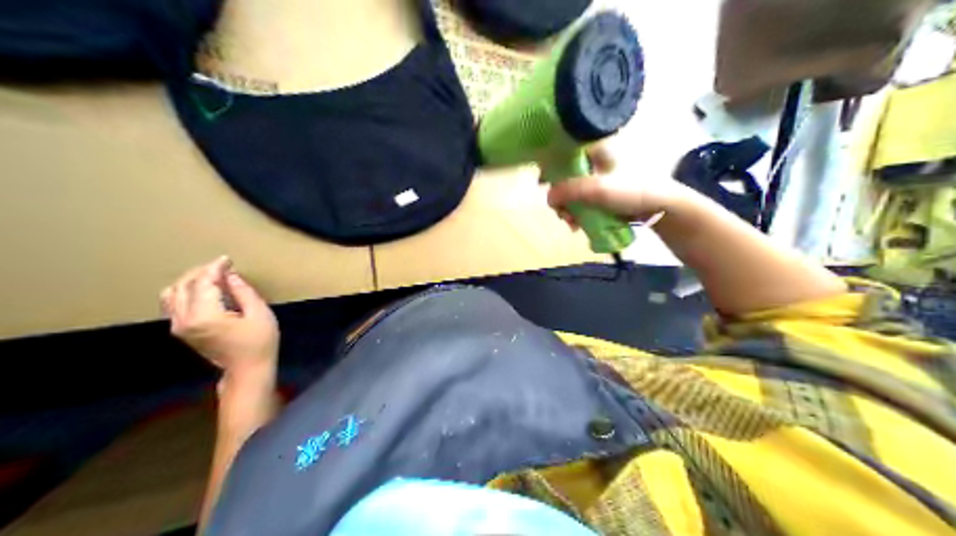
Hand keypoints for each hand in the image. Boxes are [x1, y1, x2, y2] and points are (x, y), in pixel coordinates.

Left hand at [160, 255, 277, 377]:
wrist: (247, 371)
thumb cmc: (259, 343)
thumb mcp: (259, 314)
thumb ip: (243, 291)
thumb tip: (230, 275)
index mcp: (204, 315)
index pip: (204, 282)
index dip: (216, 268)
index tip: (228, 260)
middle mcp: (184, 319)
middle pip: (184, 285)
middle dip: (202, 272)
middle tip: (222, 267)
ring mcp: (179, 326)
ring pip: (173, 293)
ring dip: (191, 281)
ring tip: (211, 277)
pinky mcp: (180, 331)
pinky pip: (172, 304)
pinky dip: (184, 292)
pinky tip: (201, 291)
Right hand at [544, 143, 694, 224]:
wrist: (664, 208)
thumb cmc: (633, 191)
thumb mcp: (598, 190)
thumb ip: (569, 191)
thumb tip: (547, 197)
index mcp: (596, 147)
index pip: (564, 148)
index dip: (549, 164)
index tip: (543, 184)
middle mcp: (597, 158)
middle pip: (566, 173)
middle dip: (560, 196)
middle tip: (561, 212)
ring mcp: (602, 176)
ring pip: (574, 189)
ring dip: (569, 207)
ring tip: (572, 224)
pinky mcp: (607, 192)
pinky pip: (584, 200)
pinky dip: (579, 212)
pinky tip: (579, 226)